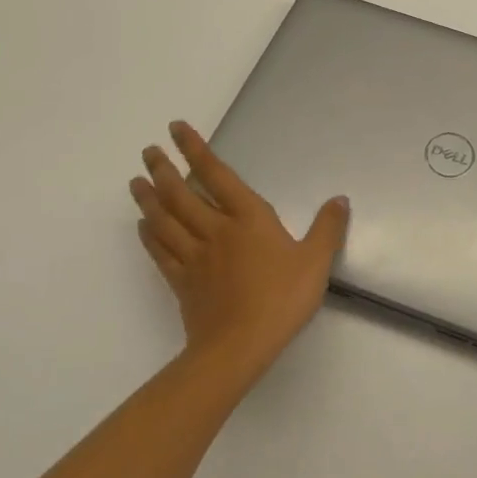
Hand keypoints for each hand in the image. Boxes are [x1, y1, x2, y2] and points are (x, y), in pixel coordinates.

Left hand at [130, 122, 348, 384]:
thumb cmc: (280, 299)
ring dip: (149, 198)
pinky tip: (144, 226)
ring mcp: (194, 257)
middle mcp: (216, 230)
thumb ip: (328, 229)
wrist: (238, 348)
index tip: (176, 129)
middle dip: (163, 170)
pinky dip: (150, 236)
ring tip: (136, 181)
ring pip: (165, 220)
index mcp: (248, 218)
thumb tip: (339, 199)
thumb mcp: (315, 262)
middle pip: (181, 194)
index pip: (217, 175)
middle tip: (147, 152)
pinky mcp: (182, 283)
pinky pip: (161, 252)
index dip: (196, 150)